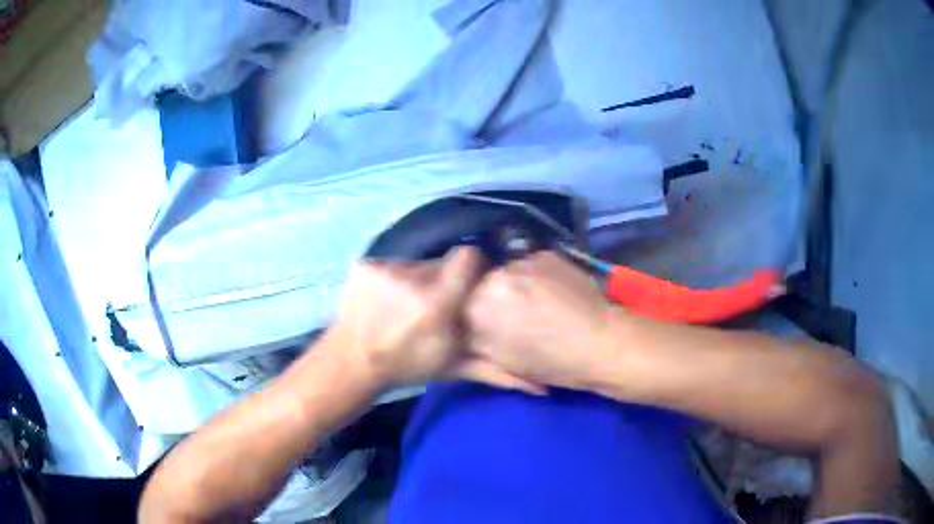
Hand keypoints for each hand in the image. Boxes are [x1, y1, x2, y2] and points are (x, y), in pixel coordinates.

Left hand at [329, 247, 540, 392]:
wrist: (352, 363)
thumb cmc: (407, 366)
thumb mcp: (454, 369)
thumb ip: (498, 371)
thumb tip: (544, 387)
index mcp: (436, 305)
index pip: (468, 257)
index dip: (471, 268)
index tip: (468, 286)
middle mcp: (411, 280)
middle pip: (441, 262)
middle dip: (444, 280)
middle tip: (435, 305)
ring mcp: (383, 269)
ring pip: (416, 263)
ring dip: (418, 280)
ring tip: (408, 305)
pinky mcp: (364, 265)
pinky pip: (391, 263)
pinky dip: (392, 279)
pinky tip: (386, 300)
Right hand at [466, 251, 618, 389]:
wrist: (601, 342)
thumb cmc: (550, 362)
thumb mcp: (502, 361)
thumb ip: (476, 340)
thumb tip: (467, 327)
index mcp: (478, 307)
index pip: (460, 302)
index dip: (474, 314)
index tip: (487, 324)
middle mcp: (495, 276)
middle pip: (483, 282)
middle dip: (493, 296)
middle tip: (513, 313)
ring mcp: (523, 261)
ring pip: (507, 271)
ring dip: (514, 284)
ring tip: (537, 302)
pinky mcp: (547, 254)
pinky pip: (531, 264)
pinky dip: (536, 276)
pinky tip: (552, 291)